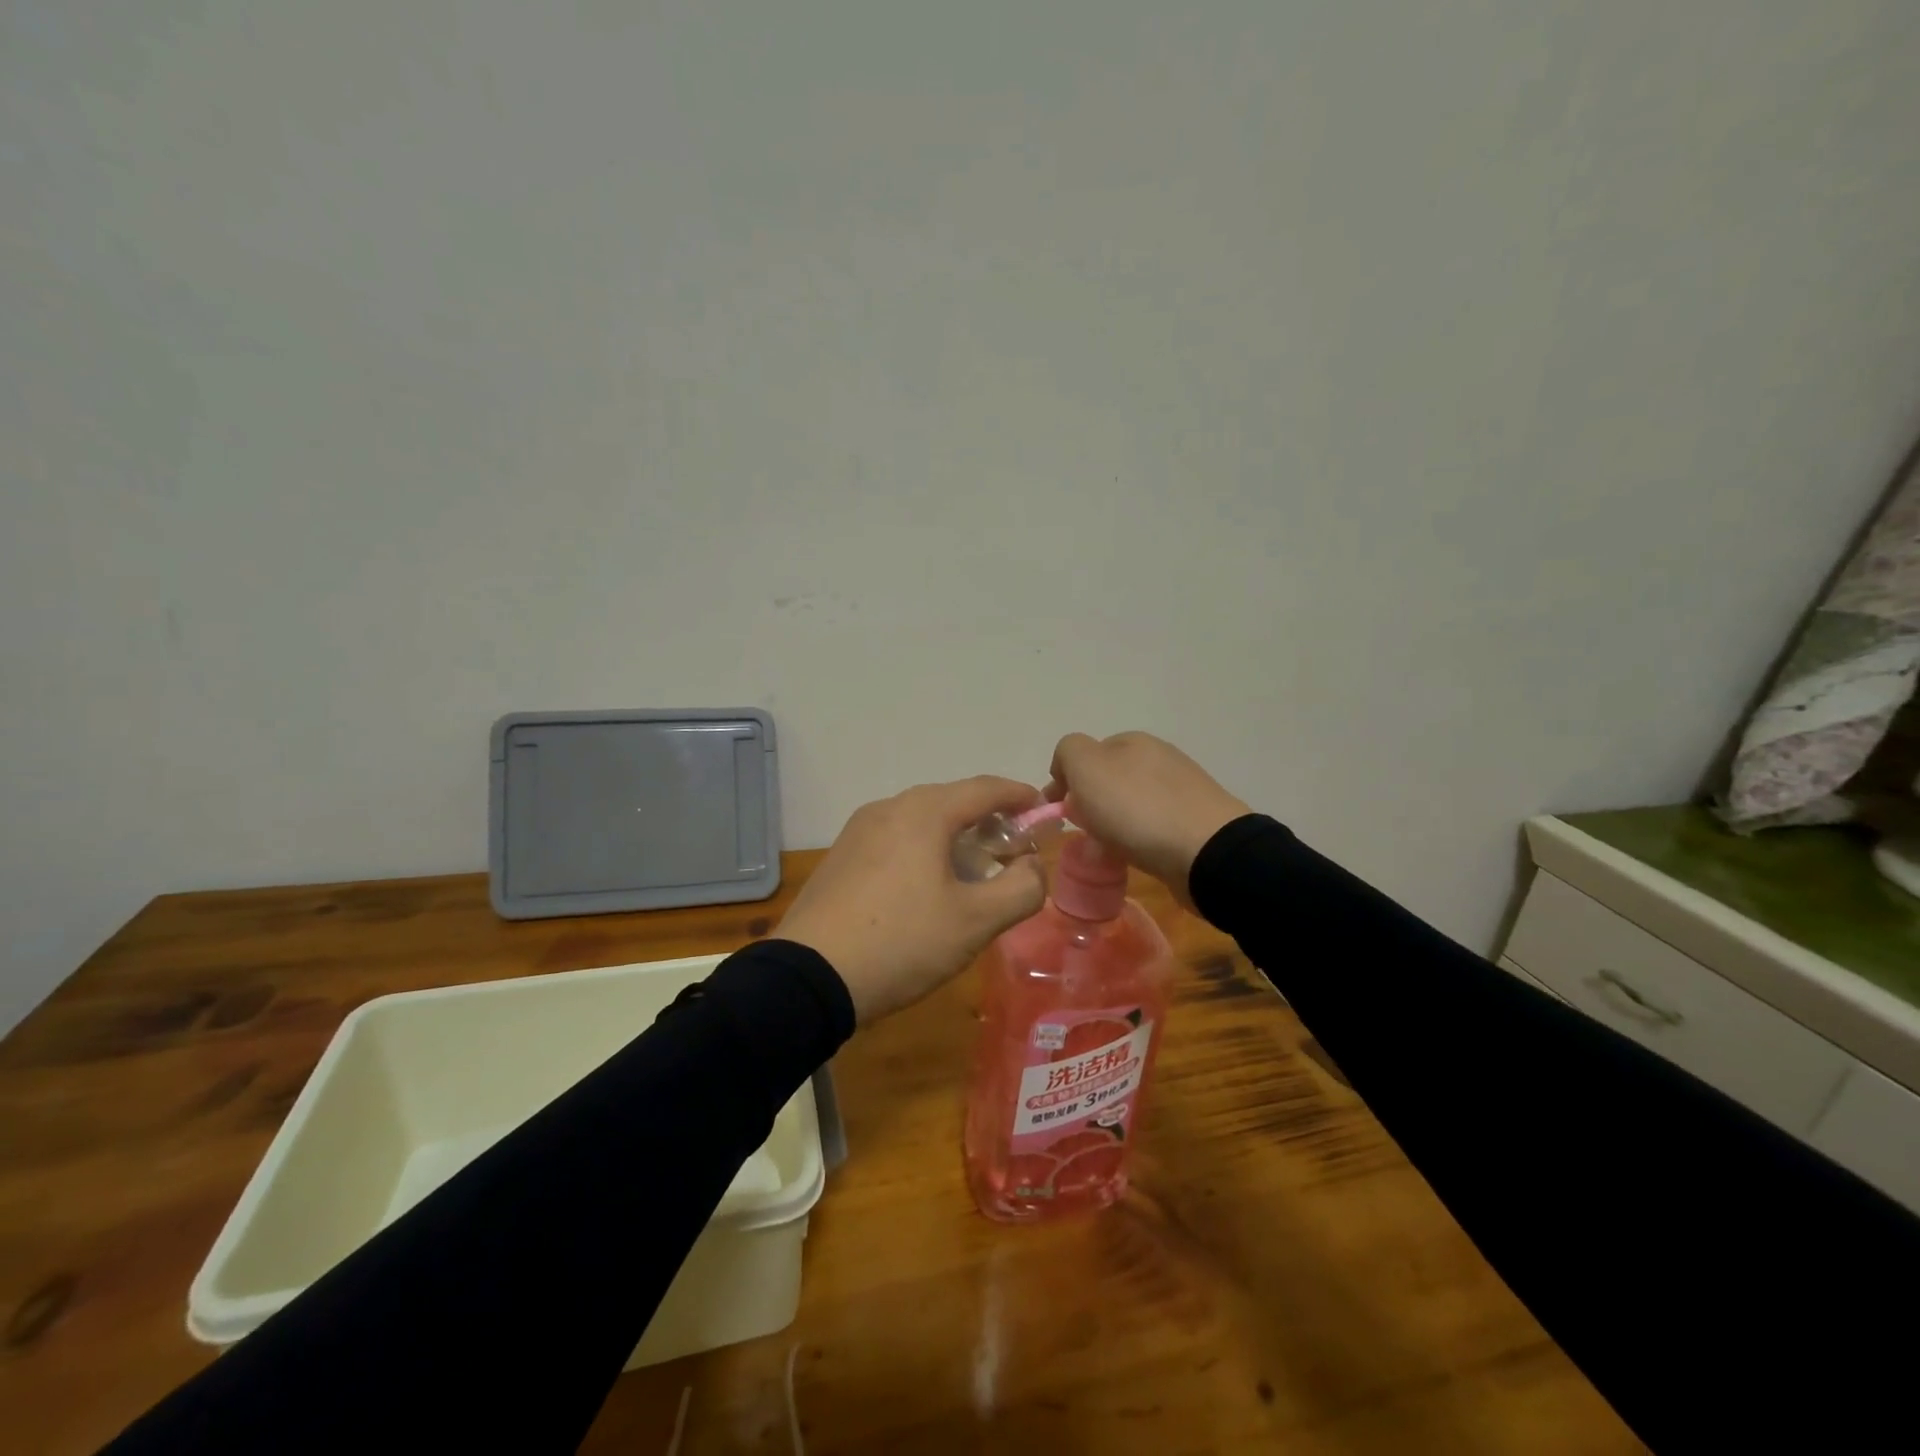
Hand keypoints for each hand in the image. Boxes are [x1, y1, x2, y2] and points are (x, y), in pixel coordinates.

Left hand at [778, 777, 1048, 1023]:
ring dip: (954, 836)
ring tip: (973, 871)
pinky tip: (927, 886)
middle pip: (951, 800)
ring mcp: (858, 831)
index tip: (1044, 810)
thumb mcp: (975, 922)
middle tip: (1013, 850)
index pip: (984, 788)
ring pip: (920, 820)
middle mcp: (888, 808)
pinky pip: (895, 839)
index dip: (1019, 796)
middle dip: (987, 819)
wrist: (809, 977)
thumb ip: (1021, 889)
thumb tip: (1032, 867)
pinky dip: (923, 849)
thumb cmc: (902, 942)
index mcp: (923, 812)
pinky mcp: (840, 857)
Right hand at [1045, 732, 1249, 908]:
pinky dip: (1137, 841)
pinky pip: (1152, 828)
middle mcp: (1159, 758)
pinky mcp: (1195, 822)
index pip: (1086, 753)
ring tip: (1106, 852)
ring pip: (1130, 805)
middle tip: (1082, 832)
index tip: (1058, 811)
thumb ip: (1068, 753)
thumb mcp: (1086, 766)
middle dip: (1090, 804)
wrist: (1205, 852)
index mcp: (1133, 741)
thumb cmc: (1136, 808)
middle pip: (1109, 780)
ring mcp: (1182, 790)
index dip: (1066, 780)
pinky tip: (1134, 858)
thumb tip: (1067, 767)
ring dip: (1112, 825)